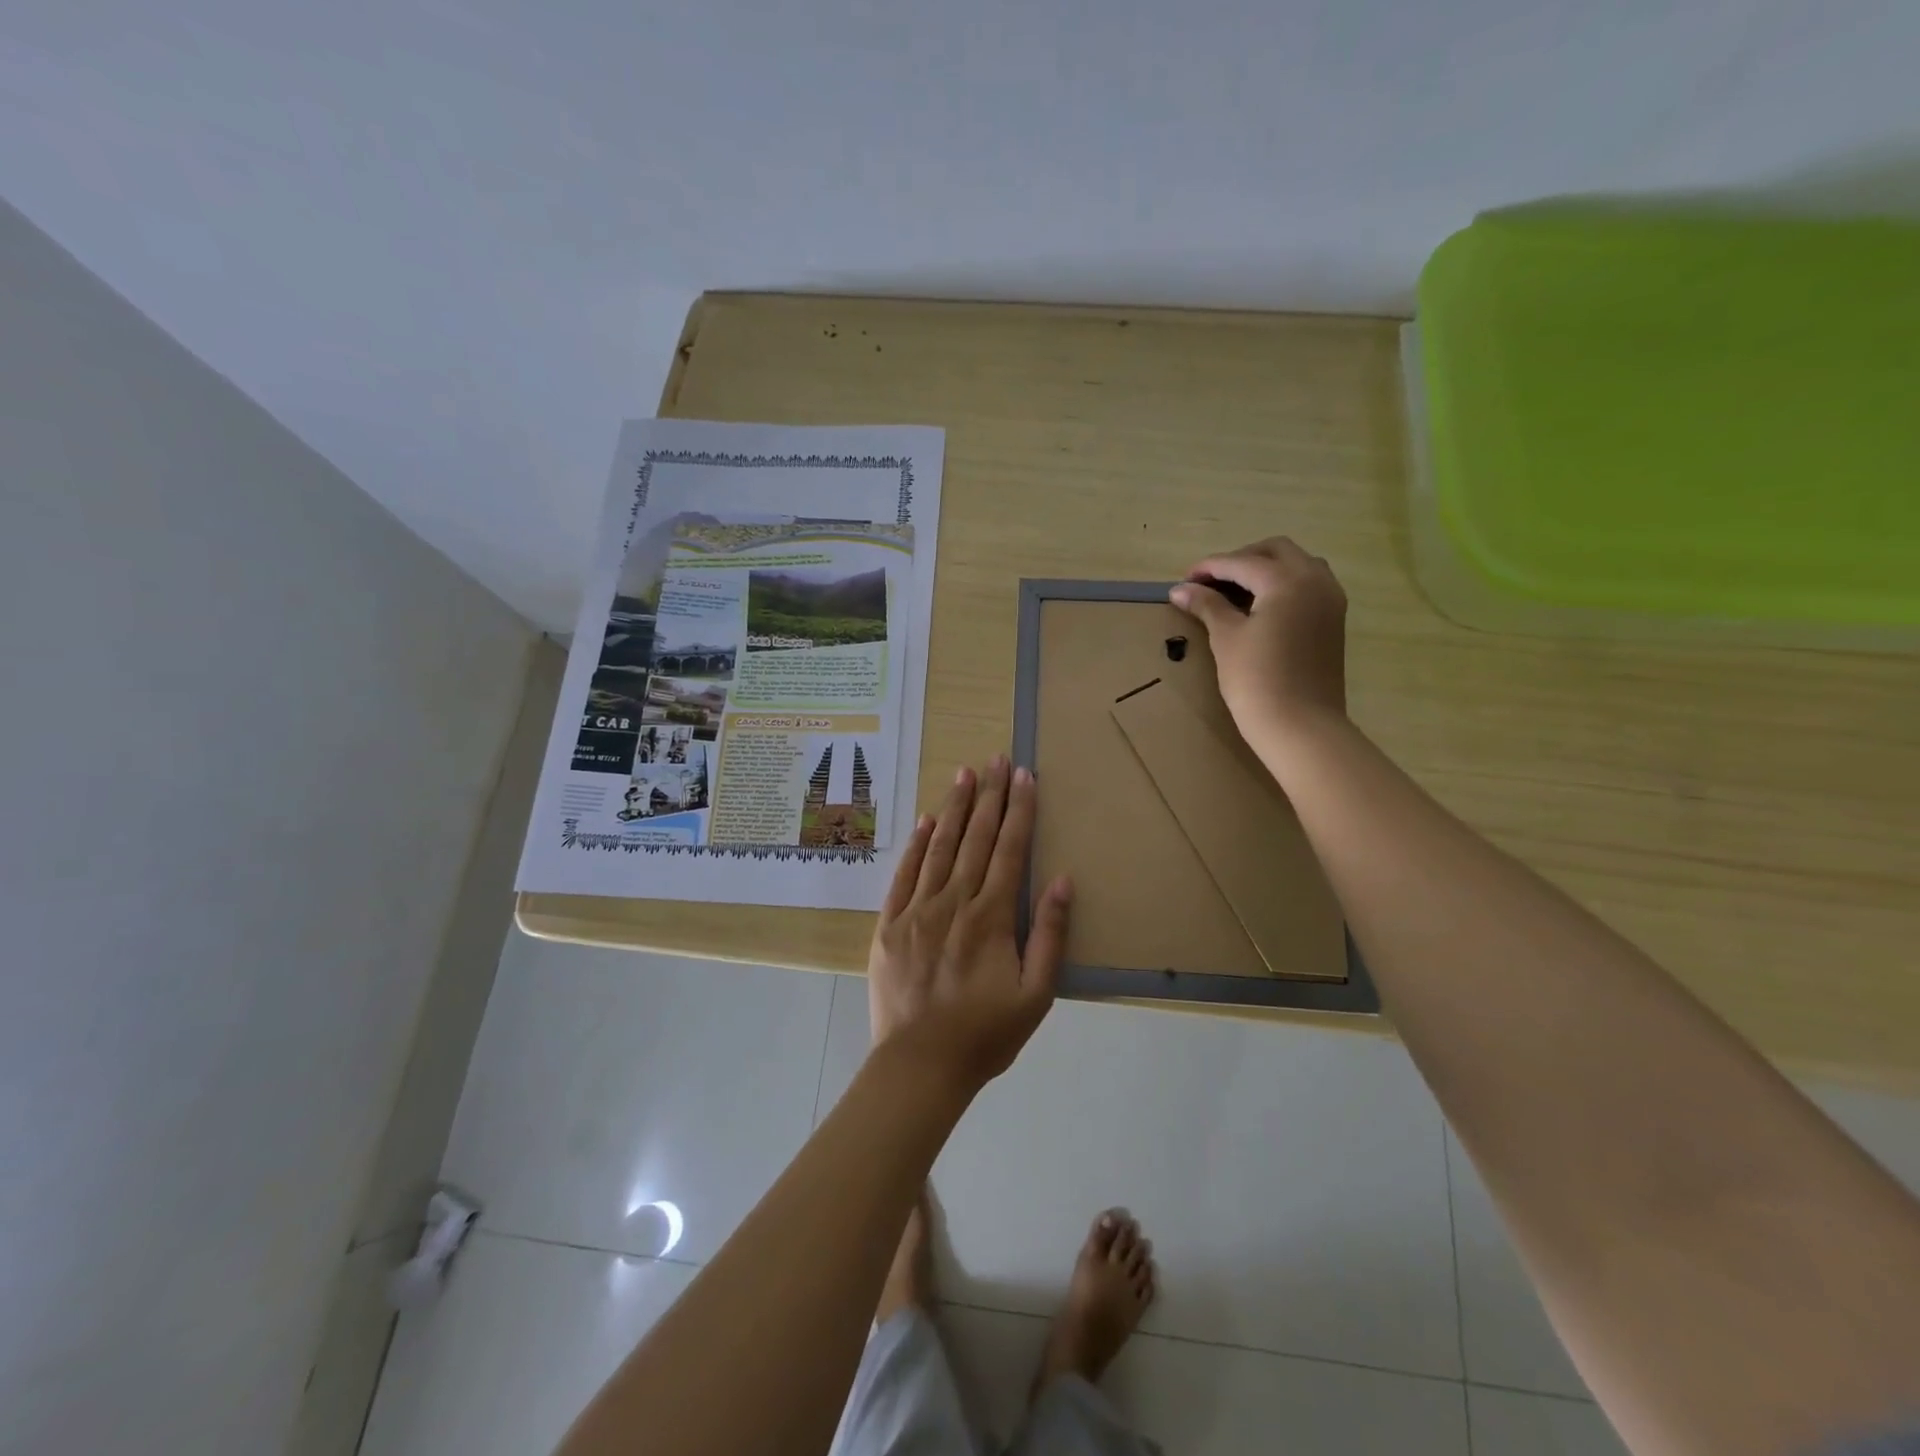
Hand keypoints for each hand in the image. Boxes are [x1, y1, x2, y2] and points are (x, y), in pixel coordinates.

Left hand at [866, 756, 1072, 1088]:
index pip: (1010, 850)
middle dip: (990, 797)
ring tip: (965, 775)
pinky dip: (916, 844)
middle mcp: (954, 902)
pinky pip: (904, 874)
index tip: (1025, 776)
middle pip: (976, 839)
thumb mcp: (1036, 994)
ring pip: (940, 847)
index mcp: (991, 917)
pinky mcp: (889, 923)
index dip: (1020, 810)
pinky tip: (926, 820)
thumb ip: (1049, 934)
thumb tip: (1061, 880)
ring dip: (955, 809)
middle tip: (996, 760)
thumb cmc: (985, 1034)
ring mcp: (917, 910)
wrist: (920, 1066)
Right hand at [1169, 537, 1349, 745]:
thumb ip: (1207, 606)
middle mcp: (1315, 580)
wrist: (1300, 726)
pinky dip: (1283, 585)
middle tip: (1210, 582)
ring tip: (1235, 592)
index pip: (1242, 562)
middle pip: (1276, 551)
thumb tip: (1181, 589)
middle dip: (1241, 559)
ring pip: (1298, 565)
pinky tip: (1260, 607)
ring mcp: (1330, 600)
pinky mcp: (1333, 620)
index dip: (1210, 568)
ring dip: (1266, 569)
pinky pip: (1309, 585)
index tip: (1184, 580)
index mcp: (1287, 581)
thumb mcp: (1226, 638)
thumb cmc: (1256, 681)